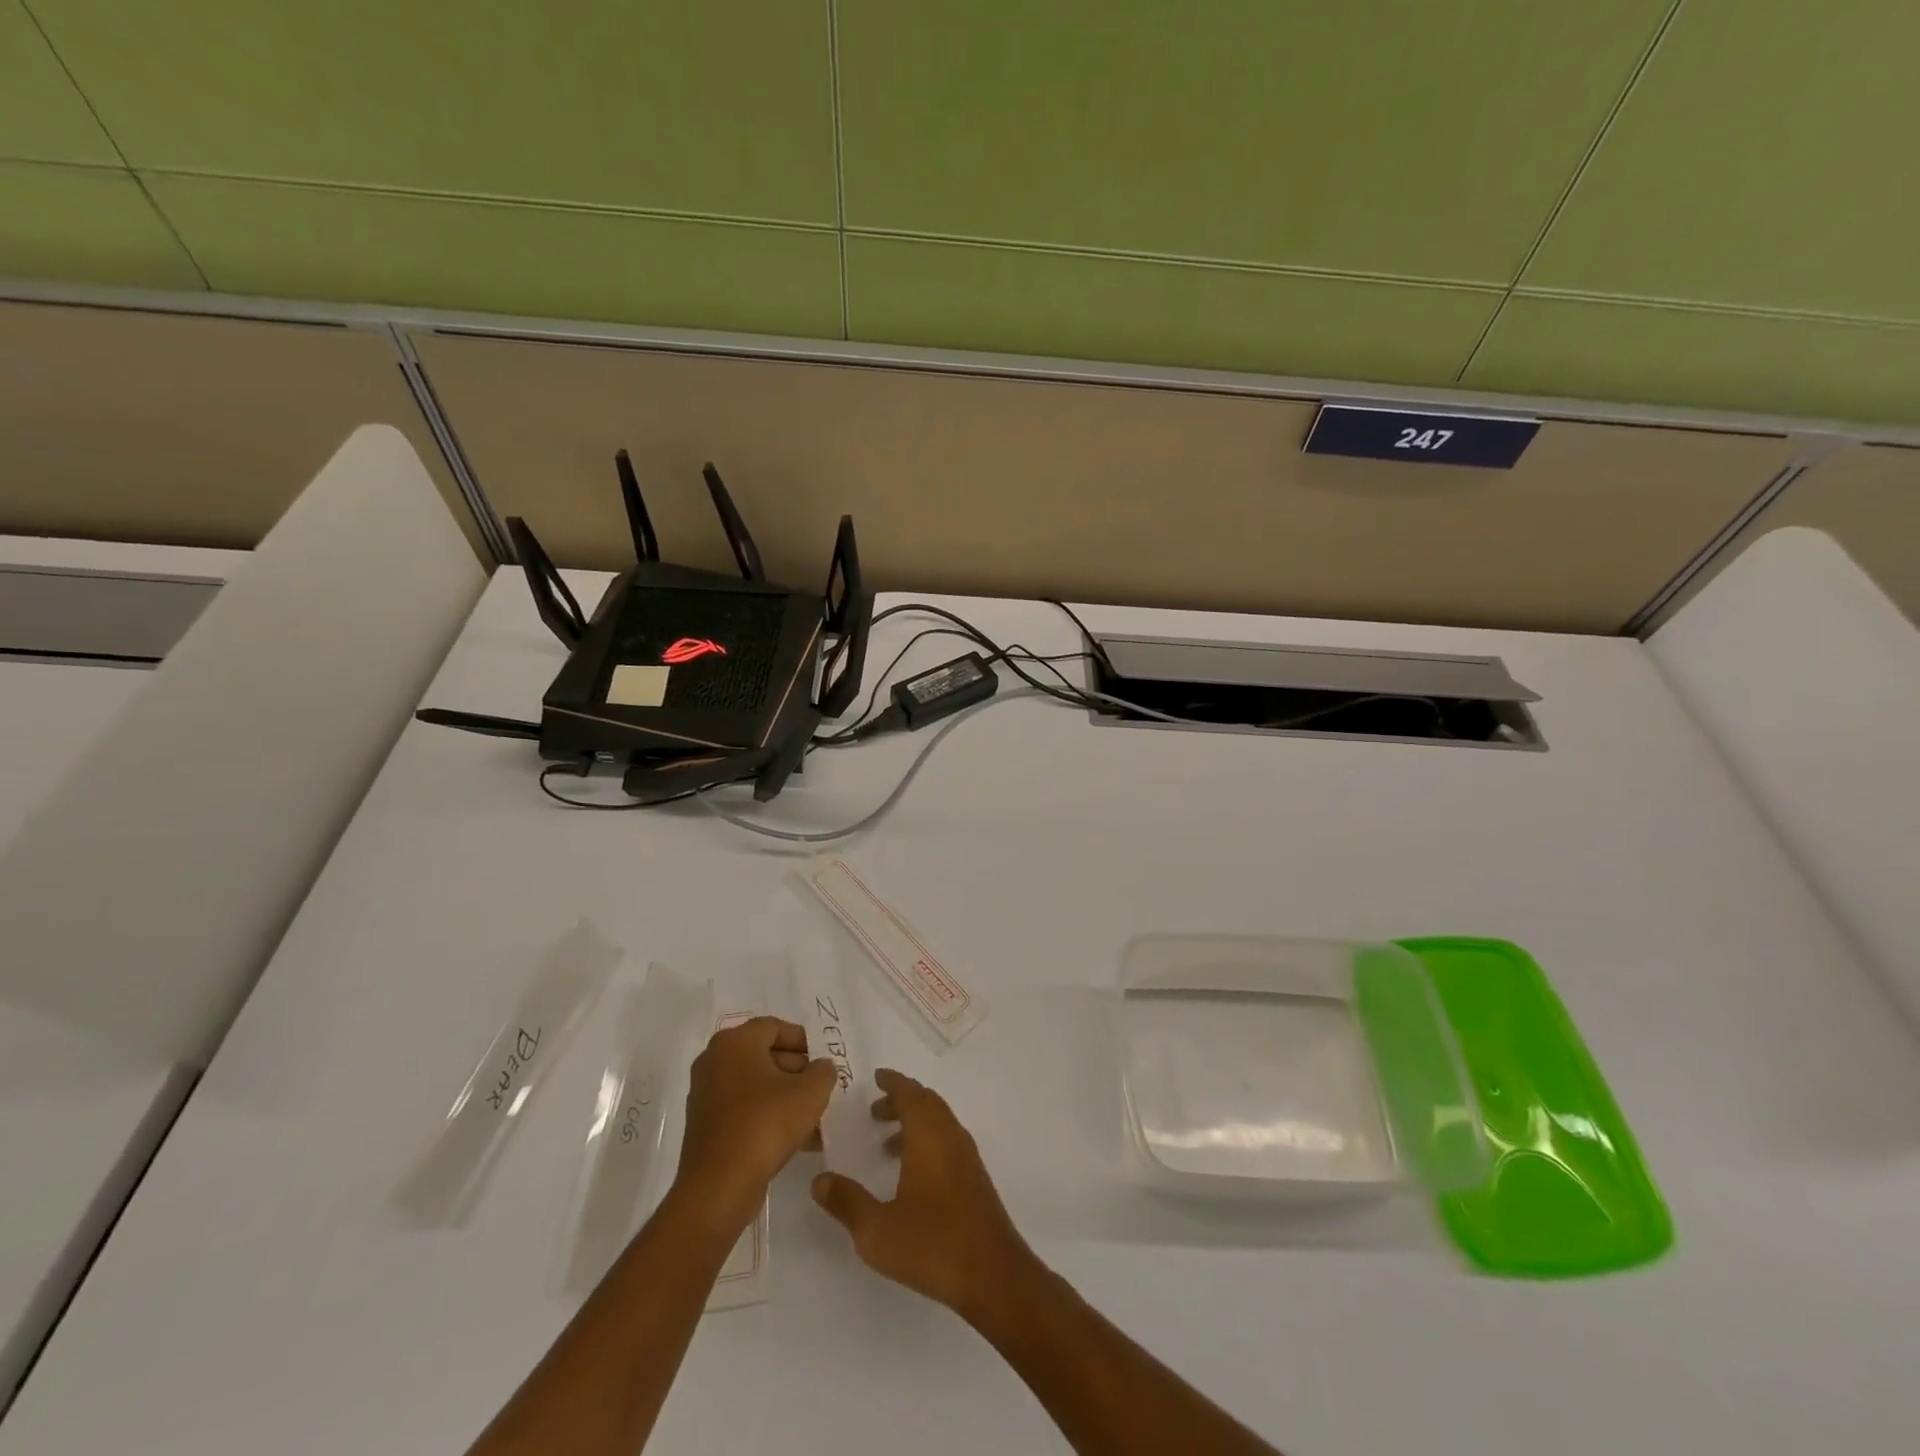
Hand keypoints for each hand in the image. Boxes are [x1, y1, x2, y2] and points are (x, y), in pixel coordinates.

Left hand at [675, 1017, 834, 1228]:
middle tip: (819, 1088)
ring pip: (755, 1085)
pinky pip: (743, 1109)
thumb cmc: (765, 1125)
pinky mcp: (705, 1126)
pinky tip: (795, 1138)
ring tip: (813, 1117)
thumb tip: (821, 1067)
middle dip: (796, 1070)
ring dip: (785, 1096)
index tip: (821, 1060)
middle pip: (763, 1054)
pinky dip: (767, 1115)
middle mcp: (714, 1061)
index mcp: (734, 1042)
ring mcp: (706, 1094)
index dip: (802, 1041)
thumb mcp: (810, 1093)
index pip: (774, 1027)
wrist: (719, 1187)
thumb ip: (823, 1072)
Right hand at [811, 1069, 1034, 1320]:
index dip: (892, 1082)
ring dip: (914, 1122)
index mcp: (929, 1135)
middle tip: (874, 1110)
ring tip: (885, 1145)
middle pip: (926, 1102)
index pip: (910, 1093)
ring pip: (938, 1122)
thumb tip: (820, 1180)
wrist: (994, 1275)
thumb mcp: (877, 1230)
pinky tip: (912, 1174)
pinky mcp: (974, 1179)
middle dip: (901, 1101)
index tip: (875, 1077)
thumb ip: (846, 1202)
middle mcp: (950, 1136)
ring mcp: (967, 1157)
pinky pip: (947, 1141)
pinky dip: (927, 1140)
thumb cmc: (933, 1244)